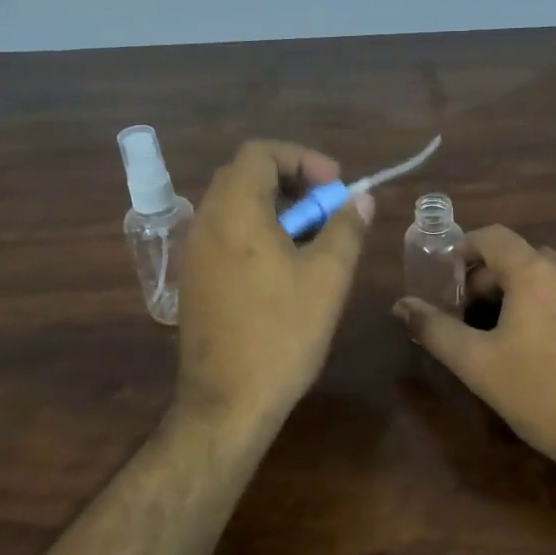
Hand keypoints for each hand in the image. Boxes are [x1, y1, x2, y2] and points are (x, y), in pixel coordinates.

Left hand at [175, 140, 374, 435]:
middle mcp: (206, 222)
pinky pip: (226, 234)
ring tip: (313, 241)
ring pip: (235, 206)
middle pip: (246, 175)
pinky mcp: (194, 279)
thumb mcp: (328, 277)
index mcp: (235, 211)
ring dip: (276, 208)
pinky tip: (285, 269)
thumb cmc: (282, 333)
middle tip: (327, 209)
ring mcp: (194, 252)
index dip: (302, 159)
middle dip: (292, 182)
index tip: (334, 186)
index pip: (260, 152)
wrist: (227, 402)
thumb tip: (361, 197)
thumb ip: (346, 227)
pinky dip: (257, 232)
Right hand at [393, 226, 555, 469]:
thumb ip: (434, 328)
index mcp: (535, 270)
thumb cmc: (541, 393)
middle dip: (491, 280)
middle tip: (473, 318)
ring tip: (512, 332)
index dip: (464, 252)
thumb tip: (401, 305)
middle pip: (520, 258)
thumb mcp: (477, 364)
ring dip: (525, 292)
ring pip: (552, 275)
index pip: (492, 236)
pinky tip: (553, 344)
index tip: (449, 282)